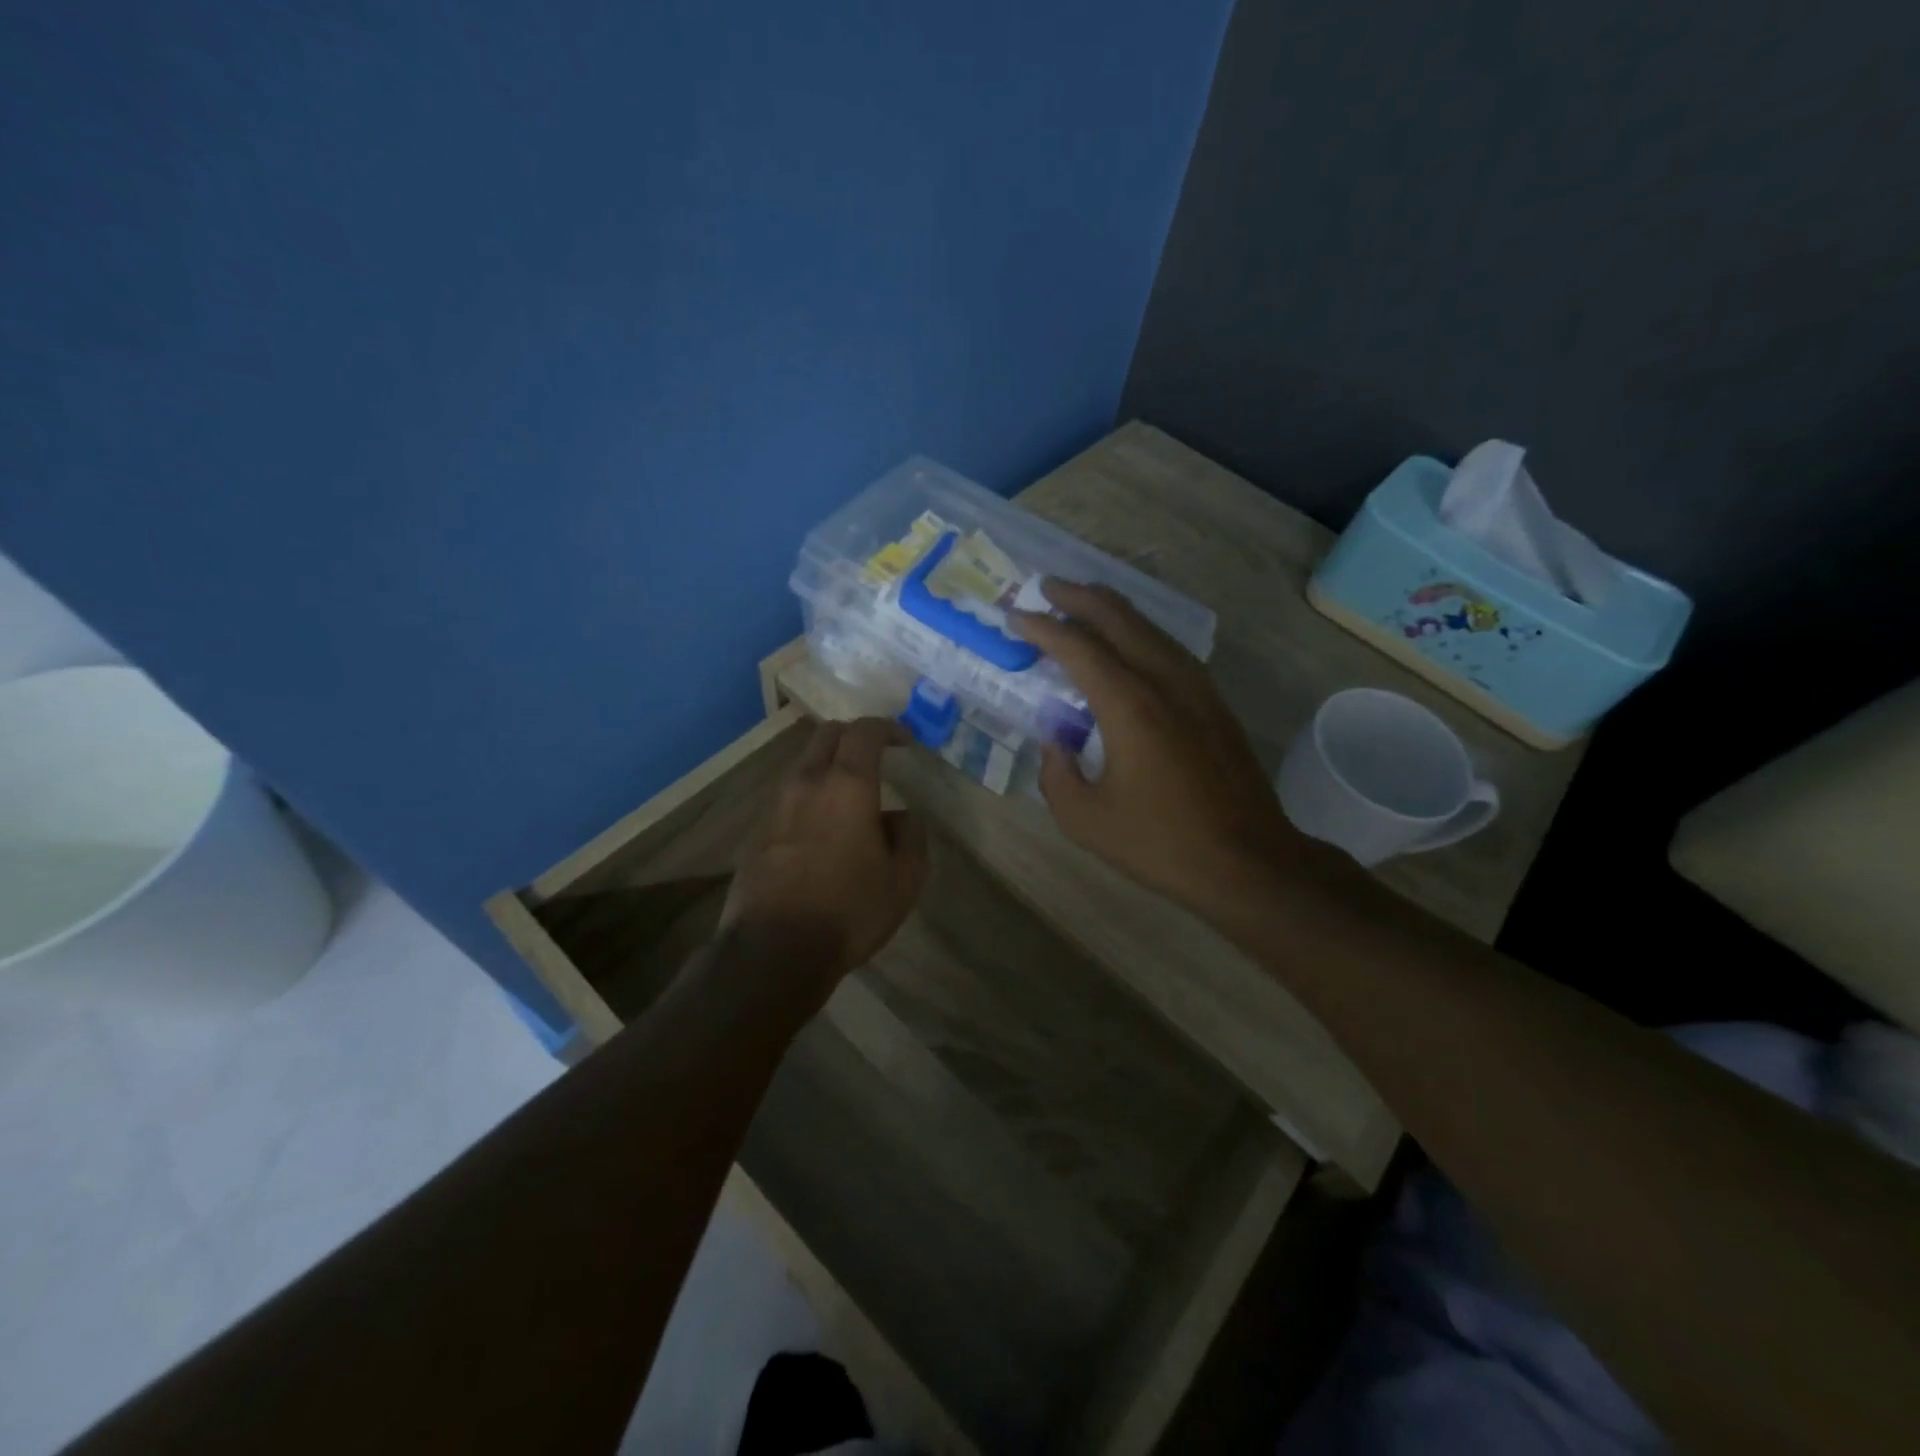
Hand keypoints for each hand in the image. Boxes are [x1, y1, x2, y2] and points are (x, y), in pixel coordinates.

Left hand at [723, 717, 929, 988]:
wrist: (773, 950)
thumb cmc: (849, 910)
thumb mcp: (904, 879)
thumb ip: (910, 836)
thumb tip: (899, 816)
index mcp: (847, 786)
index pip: (865, 731)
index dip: (888, 727)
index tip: (905, 740)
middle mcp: (806, 783)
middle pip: (827, 735)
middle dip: (854, 736)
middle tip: (876, 755)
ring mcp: (775, 806)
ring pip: (803, 764)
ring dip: (828, 766)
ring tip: (850, 796)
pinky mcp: (756, 832)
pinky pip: (788, 797)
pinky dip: (809, 796)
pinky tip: (821, 829)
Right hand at [1010, 580, 1304, 913]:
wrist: (1248, 861)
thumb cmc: (1161, 843)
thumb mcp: (1085, 819)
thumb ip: (1056, 774)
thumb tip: (1055, 743)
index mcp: (1129, 705)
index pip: (1078, 646)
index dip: (1042, 627)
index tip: (1015, 616)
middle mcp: (1164, 680)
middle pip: (1118, 618)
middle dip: (1078, 596)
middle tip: (1046, 587)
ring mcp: (1196, 687)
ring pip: (1149, 627)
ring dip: (1112, 609)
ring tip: (1082, 603)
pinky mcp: (1214, 702)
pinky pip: (1169, 647)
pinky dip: (1139, 632)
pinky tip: (1129, 643)